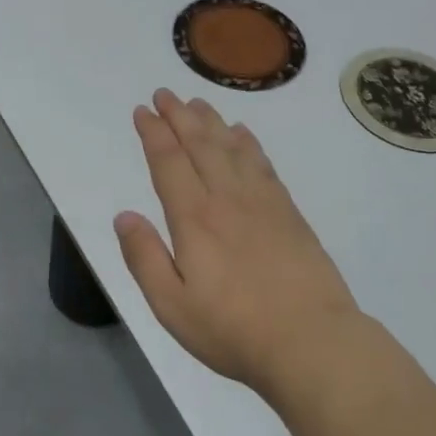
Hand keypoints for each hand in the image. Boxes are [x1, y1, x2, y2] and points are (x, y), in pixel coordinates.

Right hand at [113, 89, 360, 395]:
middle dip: (179, 116)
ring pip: (232, 148)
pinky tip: (242, 135)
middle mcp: (227, 199)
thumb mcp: (172, 306)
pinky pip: (263, 164)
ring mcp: (262, 203)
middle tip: (165, 94)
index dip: (153, 133)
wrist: (311, 341)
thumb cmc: (233, 330)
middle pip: (200, 145)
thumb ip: (144, 258)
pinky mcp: (289, 213)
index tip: (143, 111)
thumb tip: (124, 216)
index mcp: (194, 219)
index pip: (168, 163)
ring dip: (212, 122)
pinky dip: (248, 143)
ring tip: (197, 103)